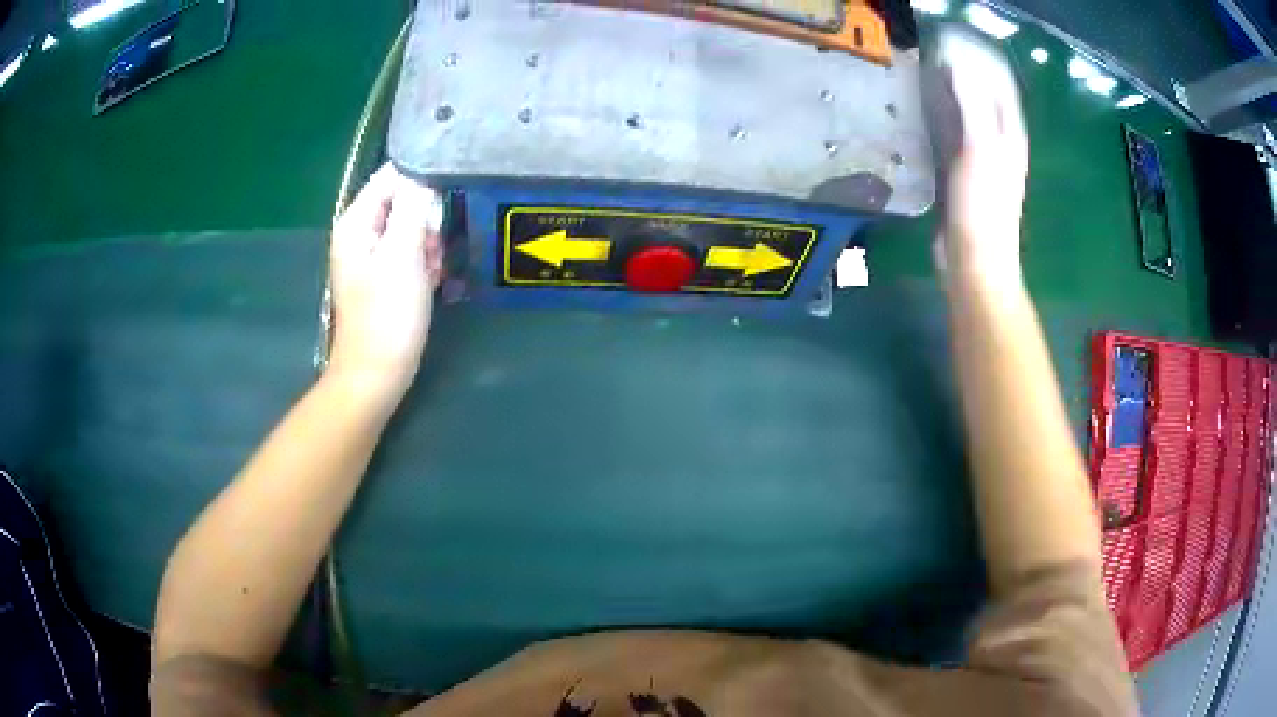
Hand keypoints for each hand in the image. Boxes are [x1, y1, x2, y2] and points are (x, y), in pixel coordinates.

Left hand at [327, 164, 443, 398]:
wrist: (377, 373)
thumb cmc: (388, 314)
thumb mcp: (403, 255)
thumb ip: (413, 207)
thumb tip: (425, 174)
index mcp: (355, 222)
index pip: (391, 176)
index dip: (421, 178)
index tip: (446, 194)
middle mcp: (361, 232)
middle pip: (403, 199)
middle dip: (427, 216)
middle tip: (434, 244)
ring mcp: (373, 255)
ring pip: (412, 226)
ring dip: (429, 241)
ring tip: (433, 266)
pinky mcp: (386, 275)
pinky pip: (411, 251)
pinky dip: (425, 259)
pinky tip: (432, 279)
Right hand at [932, 32, 1028, 285]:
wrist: (976, 263)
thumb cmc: (983, 207)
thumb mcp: (979, 149)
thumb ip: (972, 104)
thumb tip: (957, 61)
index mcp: (1010, 135)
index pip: (999, 85)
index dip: (980, 59)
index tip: (952, 40)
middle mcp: (1000, 143)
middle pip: (984, 96)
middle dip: (963, 72)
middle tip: (932, 53)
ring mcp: (982, 160)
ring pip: (968, 114)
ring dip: (949, 94)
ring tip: (922, 74)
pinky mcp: (963, 174)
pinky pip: (952, 133)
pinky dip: (939, 118)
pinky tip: (920, 113)